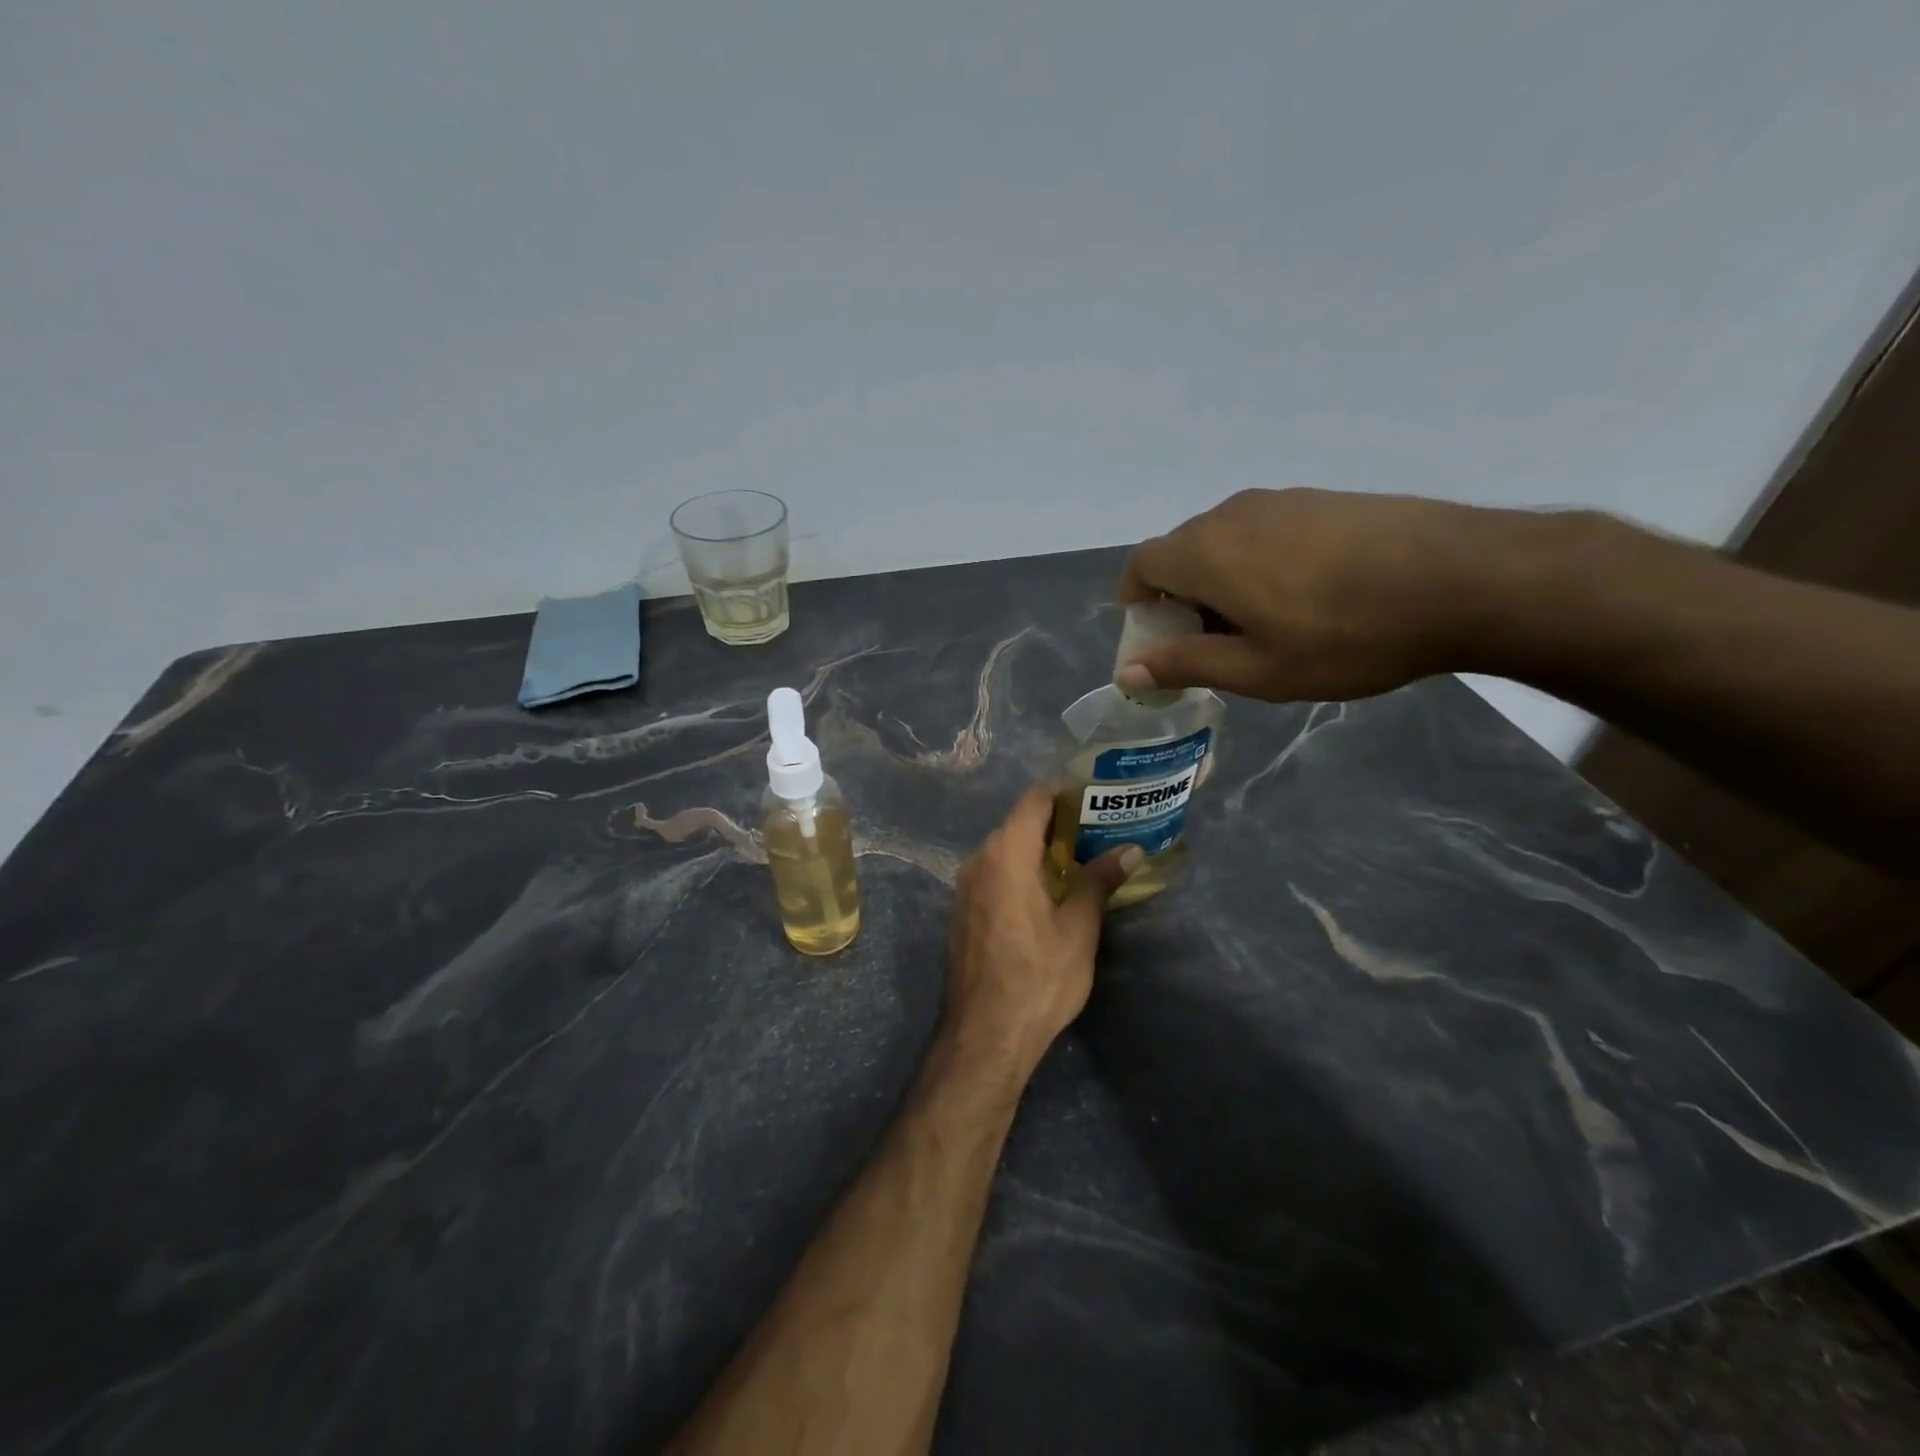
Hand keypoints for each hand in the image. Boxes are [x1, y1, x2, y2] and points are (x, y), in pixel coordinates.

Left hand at [945, 786, 1140, 1066]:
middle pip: (1019, 823)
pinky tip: (1049, 892)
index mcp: (1005, 854)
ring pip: (1006, 849)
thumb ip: (1099, 880)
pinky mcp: (962, 910)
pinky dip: (1021, 870)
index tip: (1097, 797)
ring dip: (1040, 849)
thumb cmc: (1037, 978)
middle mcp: (978, 860)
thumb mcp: (1078, 928)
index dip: (1065, 792)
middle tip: (1100, 831)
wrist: (984, 1035)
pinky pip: (994, 873)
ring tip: (1081, 860)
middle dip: (1058, 823)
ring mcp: (965, 886)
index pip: (1034, 799)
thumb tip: (1131, 849)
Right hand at [1117, 487, 1520, 702]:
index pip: (1141, 565)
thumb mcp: (1257, 669)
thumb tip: (1128, 669)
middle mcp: (1232, 514)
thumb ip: (1186, 663)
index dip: (1138, 602)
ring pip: (1225, 541)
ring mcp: (1280, 500)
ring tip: (1266, 624)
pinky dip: (1259, 563)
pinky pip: (1265, 531)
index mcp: (1205, 552)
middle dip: (1180, 597)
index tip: (1161, 638)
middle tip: (1216, 643)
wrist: (1465, 579)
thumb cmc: (1346, 636)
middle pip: (1181, 552)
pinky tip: (1308, 596)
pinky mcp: (1321, 499)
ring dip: (1222, 581)